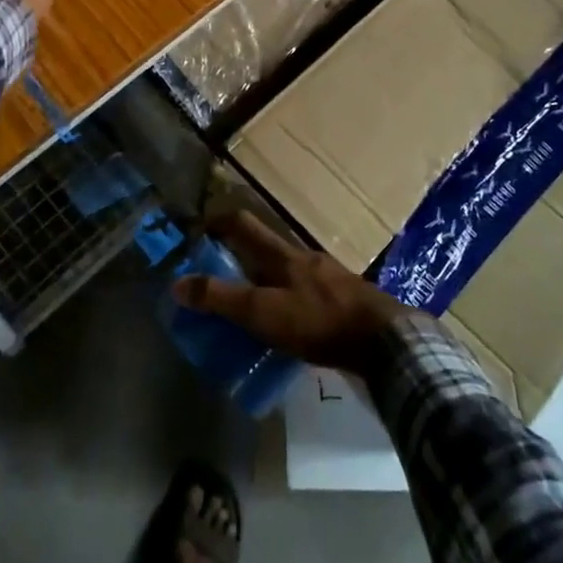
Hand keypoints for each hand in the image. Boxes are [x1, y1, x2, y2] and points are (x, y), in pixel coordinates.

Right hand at [172, 212, 412, 376]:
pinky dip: (288, 302)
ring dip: (265, 281)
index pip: (243, 223)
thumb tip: (177, 284)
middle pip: (264, 247)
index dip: (218, 222)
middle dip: (240, 256)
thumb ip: (222, 298)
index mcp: (282, 254)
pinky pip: (305, 293)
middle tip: (218, 276)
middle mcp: (303, 257)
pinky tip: (287, 326)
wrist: (385, 340)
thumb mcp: (264, 312)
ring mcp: (327, 277)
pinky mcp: (343, 300)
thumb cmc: (319, 320)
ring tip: (249, 306)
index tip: (197, 231)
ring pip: (286, 271)